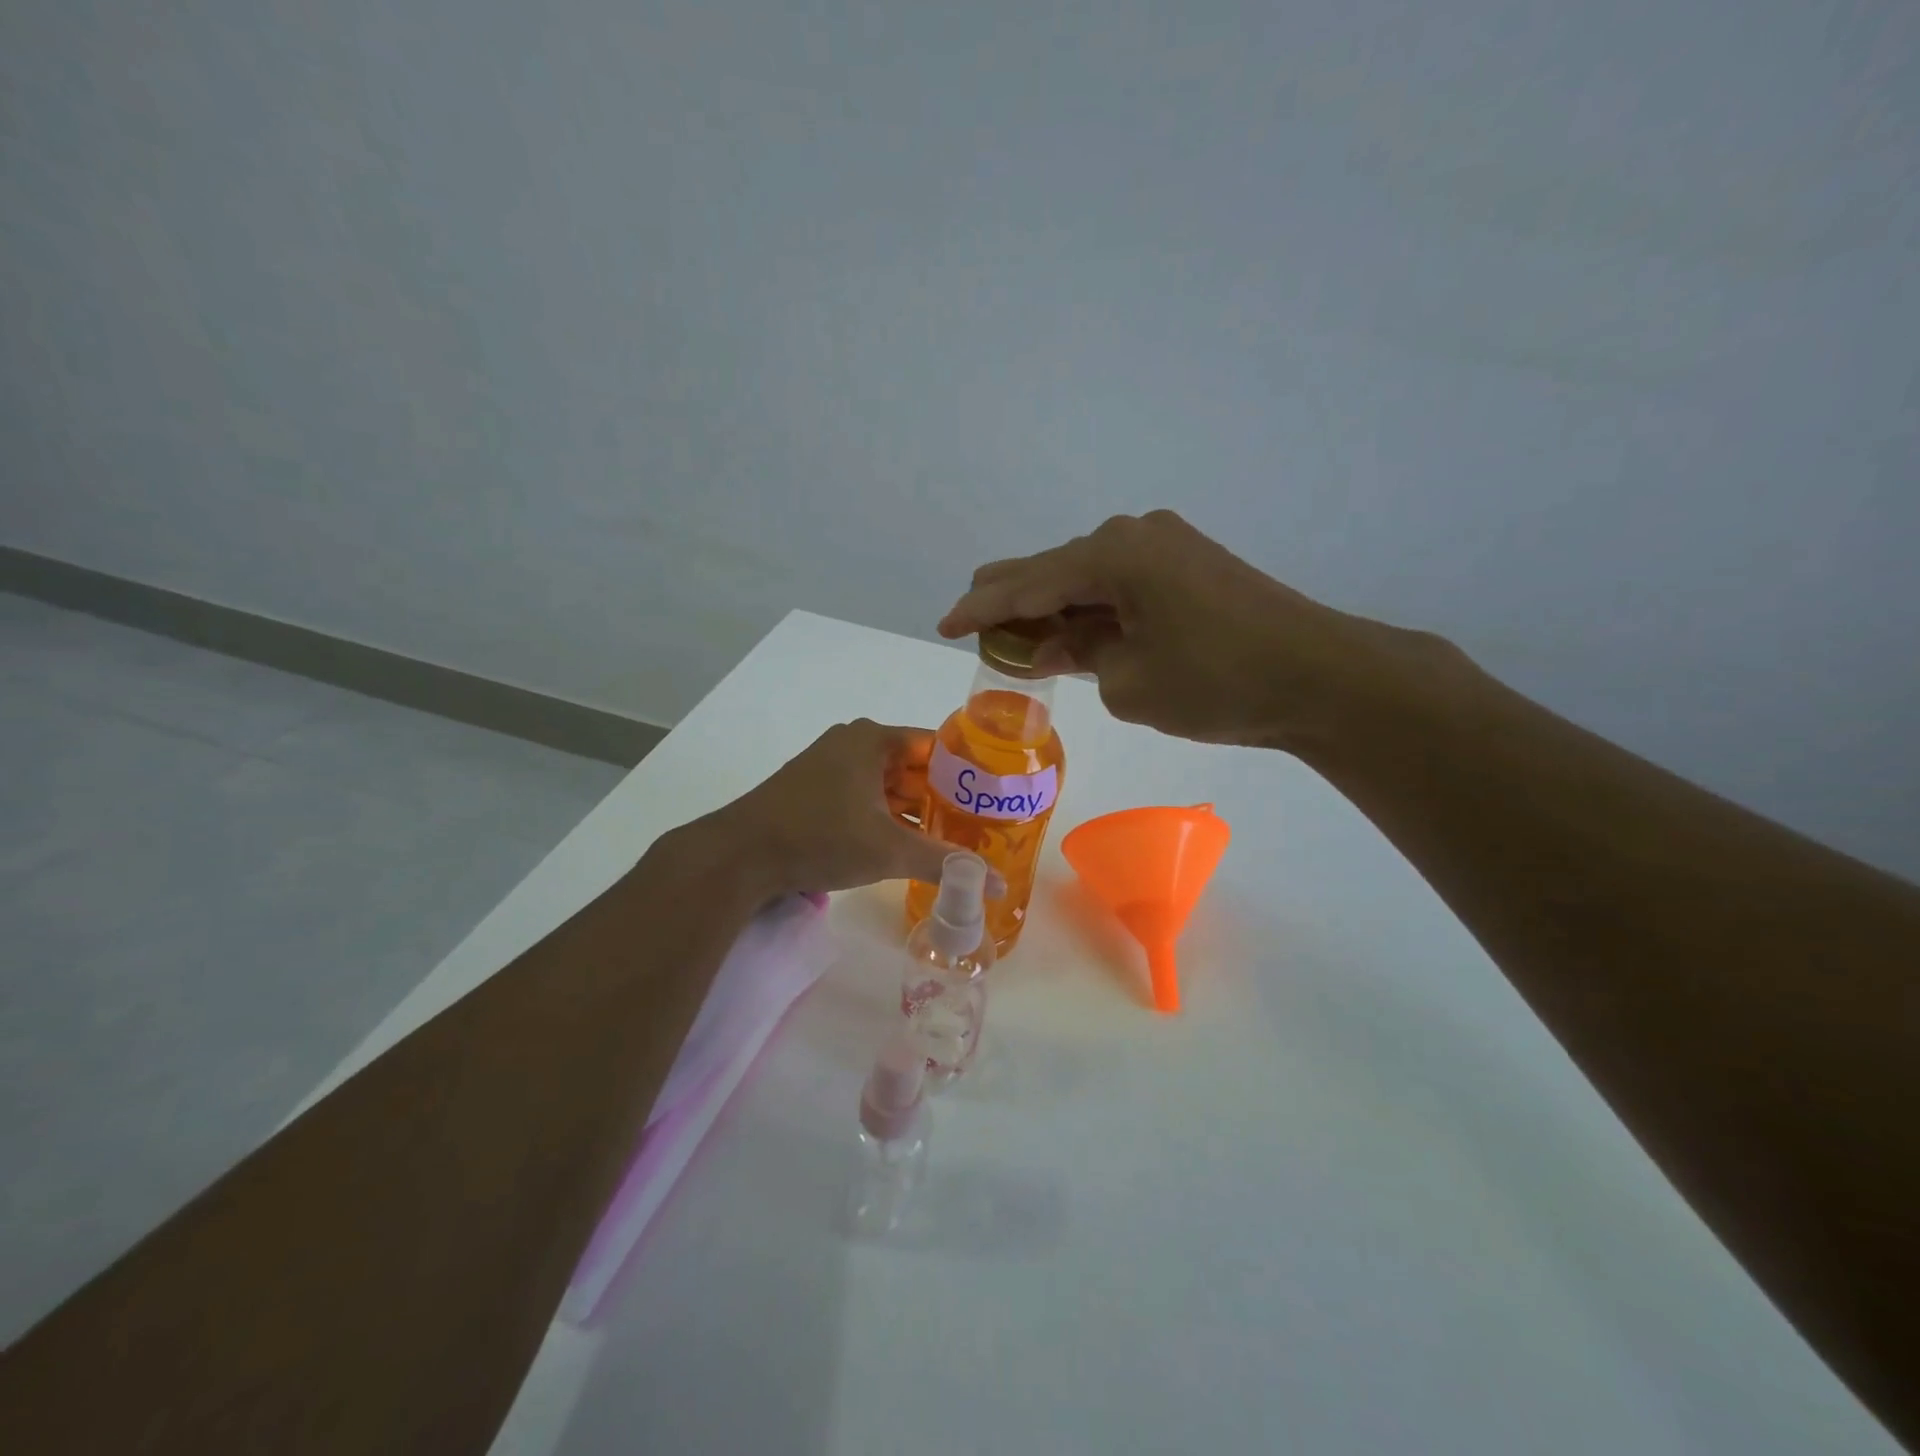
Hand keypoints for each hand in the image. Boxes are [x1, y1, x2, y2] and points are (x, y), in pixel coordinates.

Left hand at [701, 719, 1004, 898]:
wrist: (739, 855)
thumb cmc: (820, 837)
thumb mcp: (889, 850)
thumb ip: (945, 863)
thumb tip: (997, 886)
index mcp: (874, 740)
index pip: (937, 746)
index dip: (968, 772)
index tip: (994, 798)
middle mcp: (853, 744)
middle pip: (914, 767)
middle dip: (944, 797)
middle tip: (980, 826)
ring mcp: (830, 766)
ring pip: (888, 785)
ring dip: (916, 811)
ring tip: (952, 839)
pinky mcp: (814, 790)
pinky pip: (865, 797)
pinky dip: (887, 817)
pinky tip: (908, 844)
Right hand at [939, 510, 1422, 751]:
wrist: (1318, 677)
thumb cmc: (1216, 683)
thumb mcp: (1128, 682)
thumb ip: (1079, 656)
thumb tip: (1062, 642)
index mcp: (1112, 555)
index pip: (1025, 584)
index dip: (979, 608)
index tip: (943, 624)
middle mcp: (1133, 536)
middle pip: (1052, 567)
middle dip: (1011, 601)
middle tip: (973, 626)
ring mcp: (1164, 546)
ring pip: (1085, 576)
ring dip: (1052, 607)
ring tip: (1018, 639)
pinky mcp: (1187, 565)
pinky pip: (1118, 583)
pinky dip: (1090, 608)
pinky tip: (1071, 630)